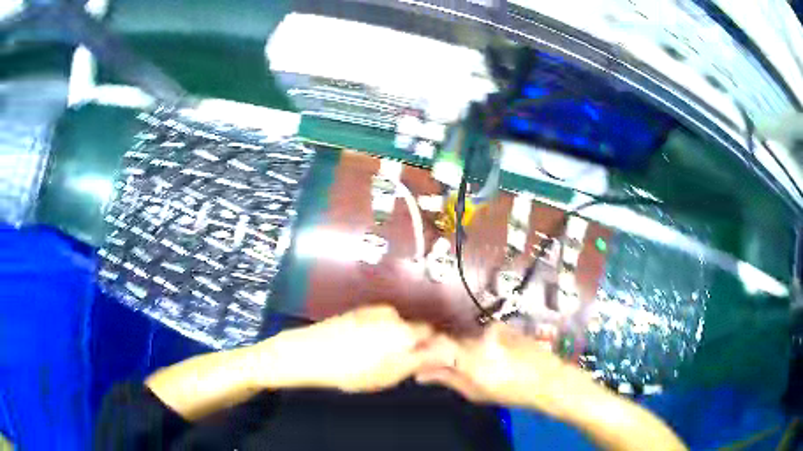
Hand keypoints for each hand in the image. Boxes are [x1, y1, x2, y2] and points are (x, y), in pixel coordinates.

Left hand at [253, 305, 435, 392]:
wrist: (307, 353)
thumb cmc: (351, 370)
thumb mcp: (389, 374)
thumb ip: (420, 362)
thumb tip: (444, 353)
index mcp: (404, 329)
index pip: (433, 334)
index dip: (431, 348)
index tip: (424, 361)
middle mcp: (392, 314)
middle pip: (414, 328)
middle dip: (412, 344)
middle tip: (398, 365)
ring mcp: (373, 311)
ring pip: (395, 326)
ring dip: (394, 339)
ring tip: (376, 358)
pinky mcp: (357, 311)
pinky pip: (378, 322)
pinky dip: (378, 333)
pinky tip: (361, 348)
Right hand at [416, 323, 591, 414]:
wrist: (547, 378)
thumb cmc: (510, 391)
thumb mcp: (474, 392)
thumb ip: (446, 378)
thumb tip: (419, 374)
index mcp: (471, 356)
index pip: (436, 344)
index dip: (424, 349)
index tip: (417, 357)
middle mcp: (479, 335)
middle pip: (450, 338)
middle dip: (442, 350)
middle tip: (441, 363)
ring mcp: (492, 327)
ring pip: (465, 334)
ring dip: (461, 346)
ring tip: (468, 361)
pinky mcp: (502, 324)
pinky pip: (480, 331)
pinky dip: (476, 341)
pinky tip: (486, 354)